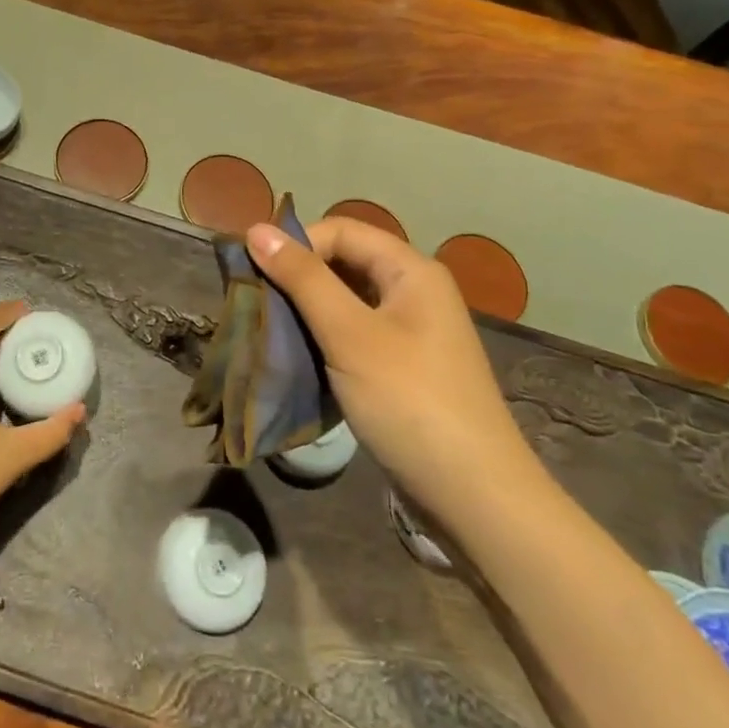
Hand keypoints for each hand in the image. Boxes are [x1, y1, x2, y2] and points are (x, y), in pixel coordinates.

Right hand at [245, 218, 533, 517]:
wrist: (475, 498)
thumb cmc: (410, 403)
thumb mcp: (350, 335)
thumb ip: (303, 279)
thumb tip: (256, 229)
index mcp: (411, 270)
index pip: (341, 230)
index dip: (296, 244)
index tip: (253, 274)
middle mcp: (414, 291)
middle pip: (344, 262)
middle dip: (298, 278)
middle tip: (256, 304)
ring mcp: (411, 332)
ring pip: (346, 300)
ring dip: (307, 310)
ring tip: (269, 331)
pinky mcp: (403, 367)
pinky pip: (354, 334)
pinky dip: (324, 338)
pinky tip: (299, 358)